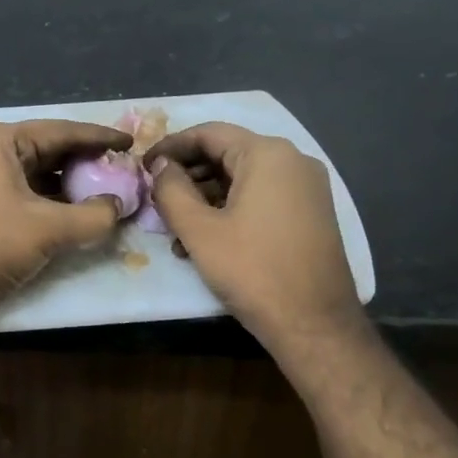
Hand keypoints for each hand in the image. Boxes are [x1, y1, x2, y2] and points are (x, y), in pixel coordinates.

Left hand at [0, 119, 132, 322]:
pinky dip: (46, 200)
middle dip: (83, 162)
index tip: (130, 144)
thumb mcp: (49, 230)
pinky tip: (72, 212)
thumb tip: (118, 207)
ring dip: (66, 184)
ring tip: (103, 193)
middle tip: (120, 171)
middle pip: (45, 150)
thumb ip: (94, 215)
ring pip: (31, 173)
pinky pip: (17, 191)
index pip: (59, 132)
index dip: (99, 138)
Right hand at [146, 123, 364, 346]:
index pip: (209, 133)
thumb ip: (172, 190)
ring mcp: (306, 188)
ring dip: (205, 198)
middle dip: (187, 175)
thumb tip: (161, 166)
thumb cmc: (252, 271)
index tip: (143, 166)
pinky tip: (205, 241)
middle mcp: (293, 161)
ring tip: (175, 229)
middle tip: (156, 198)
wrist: (314, 325)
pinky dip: (230, 210)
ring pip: (243, 179)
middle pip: (227, 154)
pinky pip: (261, 198)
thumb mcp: (199, 230)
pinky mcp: (310, 214)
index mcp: (268, 155)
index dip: (171, 146)